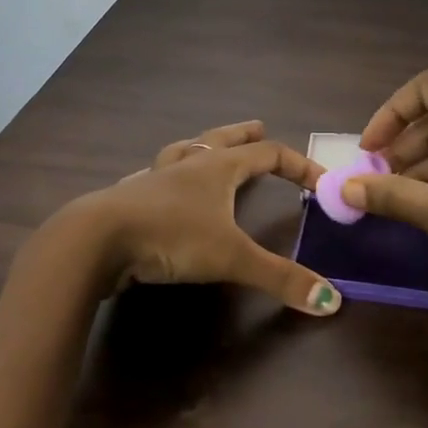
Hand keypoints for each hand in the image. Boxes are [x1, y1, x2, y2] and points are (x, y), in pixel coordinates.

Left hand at [62, 121, 343, 316]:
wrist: (96, 240)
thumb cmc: (171, 237)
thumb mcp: (231, 258)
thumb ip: (279, 278)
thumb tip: (331, 300)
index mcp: (217, 168)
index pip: (268, 154)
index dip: (298, 164)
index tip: (319, 181)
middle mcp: (188, 165)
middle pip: (222, 139)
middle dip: (244, 135)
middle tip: (259, 127)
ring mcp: (155, 179)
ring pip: (185, 151)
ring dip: (203, 147)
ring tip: (208, 148)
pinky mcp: (130, 198)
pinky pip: (155, 176)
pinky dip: (167, 175)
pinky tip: (160, 183)